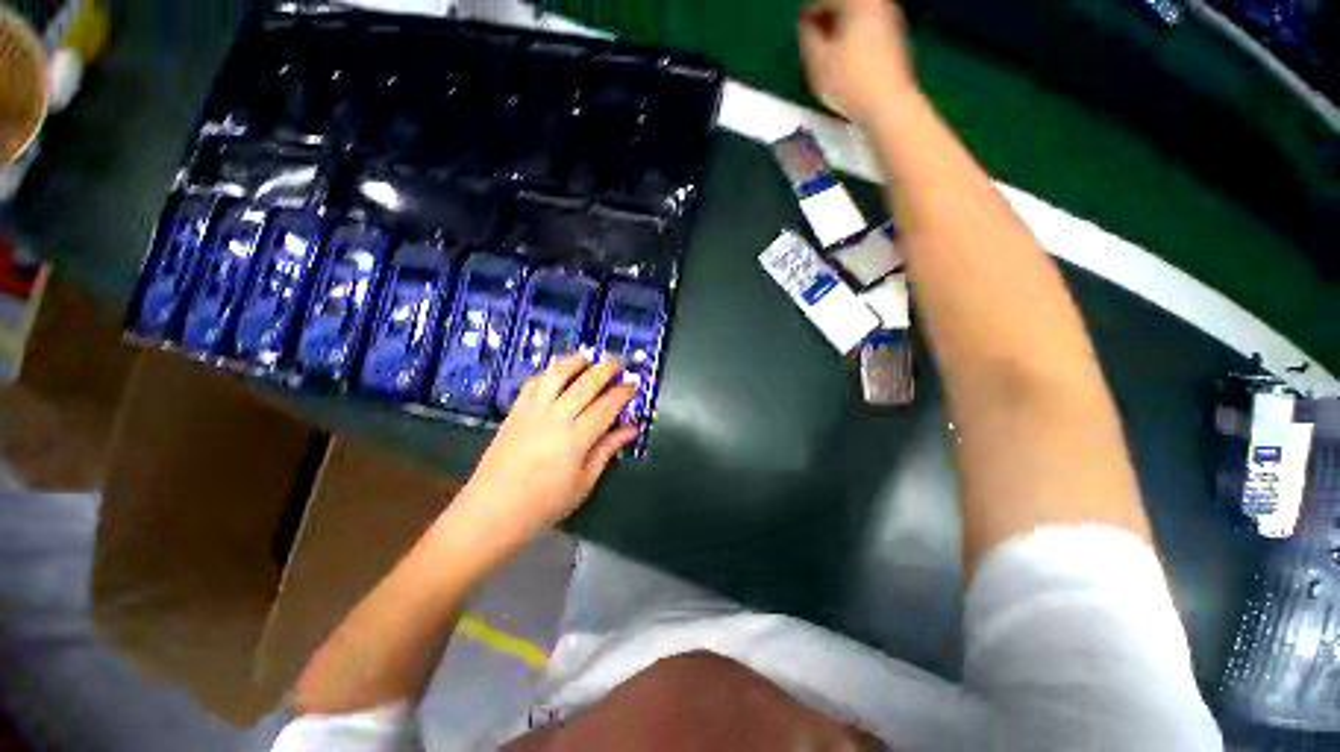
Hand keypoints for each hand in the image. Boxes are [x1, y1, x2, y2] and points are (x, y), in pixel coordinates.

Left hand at [452, 354, 639, 545]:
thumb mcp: (584, 481)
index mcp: (578, 437)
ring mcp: (534, 409)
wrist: (493, 509)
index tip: (635, 383)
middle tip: (621, 361)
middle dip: (607, 367)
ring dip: (577, 360)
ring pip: (558, 374)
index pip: (608, 405)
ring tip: (590, 355)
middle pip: (587, 382)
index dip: (624, 391)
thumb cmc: (545, 502)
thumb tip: (632, 429)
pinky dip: (550, 371)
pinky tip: (558, 371)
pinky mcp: (516, 410)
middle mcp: (557, 416)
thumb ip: (608, 449)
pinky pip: (535, 382)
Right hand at [798, 0, 916, 124]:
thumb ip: (807, 38)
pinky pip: (869, 31)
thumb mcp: (818, 62)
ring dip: (840, 30)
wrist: (888, 105)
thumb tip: (805, 26)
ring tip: (827, 53)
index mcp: (858, 2)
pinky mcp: (896, 40)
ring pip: (858, 17)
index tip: (799, 30)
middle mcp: (878, 3)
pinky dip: (854, 39)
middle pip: (846, 5)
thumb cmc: (849, 82)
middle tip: (812, 39)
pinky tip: (846, 62)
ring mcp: (891, 20)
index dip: (809, 11)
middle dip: (827, 19)